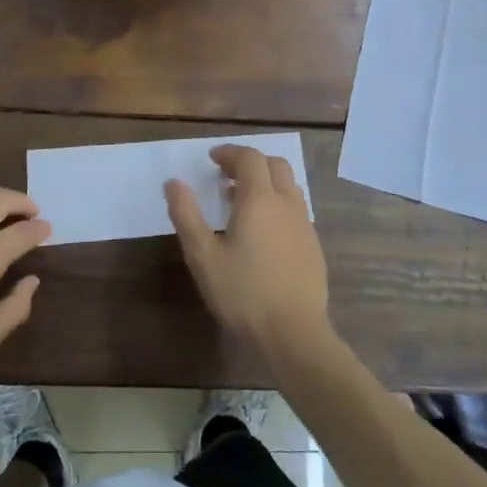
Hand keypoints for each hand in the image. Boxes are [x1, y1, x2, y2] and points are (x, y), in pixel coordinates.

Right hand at [165, 145, 332, 361]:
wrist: (294, 333)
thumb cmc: (243, 293)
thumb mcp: (203, 256)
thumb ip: (186, 215)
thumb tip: (173, 183)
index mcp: (259, 199)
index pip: (249, 158)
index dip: (230, 152)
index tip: (211, 159)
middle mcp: (287, 203)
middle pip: (274, 165)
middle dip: (249, 163)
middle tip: (225, 176)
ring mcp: (304, 224)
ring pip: (288, 186)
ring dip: (265, 182)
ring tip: (240, 201)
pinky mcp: (313, 245)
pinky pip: (295, 209)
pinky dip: (277, 203)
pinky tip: (262, 232)